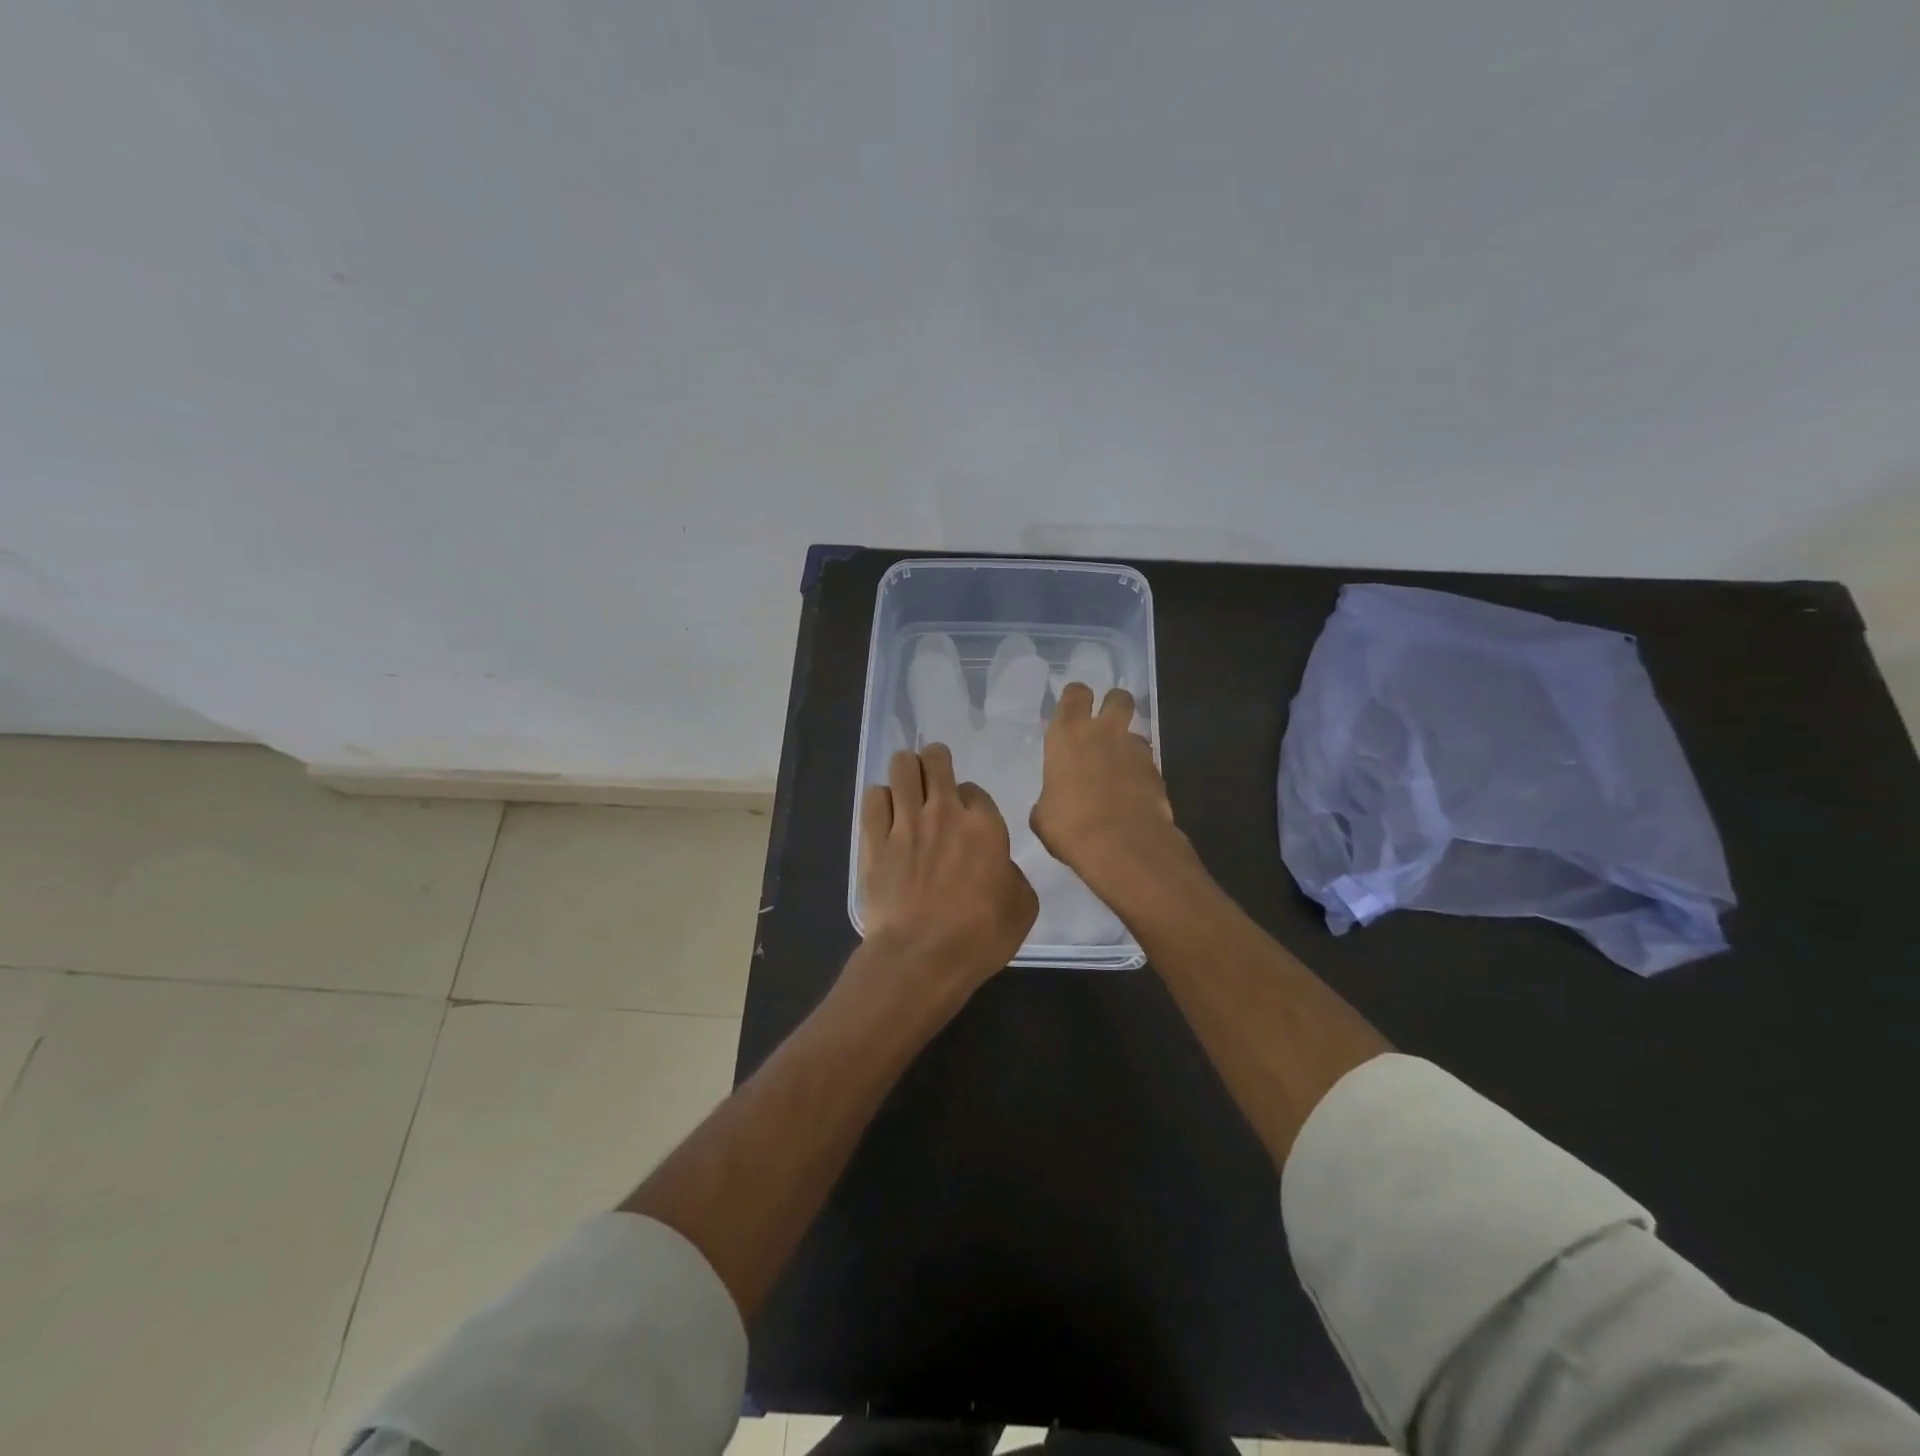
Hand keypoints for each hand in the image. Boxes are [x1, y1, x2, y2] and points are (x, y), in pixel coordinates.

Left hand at [858, 744, 1038, 993]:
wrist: (921, 957)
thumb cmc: (980, 936)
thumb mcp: (1022, 907)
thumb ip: (1012, 874)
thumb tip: (998, 866)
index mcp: (985, 825)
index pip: (975, 790)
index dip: (971, 801)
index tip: (968, 818)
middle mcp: (944, 812)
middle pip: (936, 760)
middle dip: (936, 760)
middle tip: (934, 775)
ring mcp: (905, 822)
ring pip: (902, 767)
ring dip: (906, 769)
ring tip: (907, 784)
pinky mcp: (873, 839)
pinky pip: (873, 797)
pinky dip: (880, 798)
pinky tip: (884, 812)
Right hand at [1031, 684, 1187, 891]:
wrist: (1123, 846)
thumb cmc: (1070, 826)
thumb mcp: (1043, 815)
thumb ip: (1049, 796)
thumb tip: (1054, 802)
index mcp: (1068, 735)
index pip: (1075, 694)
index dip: (1076, 698)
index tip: (1073, 711)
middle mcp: (1104, 733)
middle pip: (1118, 697)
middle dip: (1113, 705)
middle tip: (1104, 726)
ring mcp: (1135, 750)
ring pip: (1136, 732)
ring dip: (1127, 745)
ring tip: (1118, 771)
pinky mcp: (1158, 773)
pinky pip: (1147, 763)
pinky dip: (1140, 774)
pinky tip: (1132, 796)